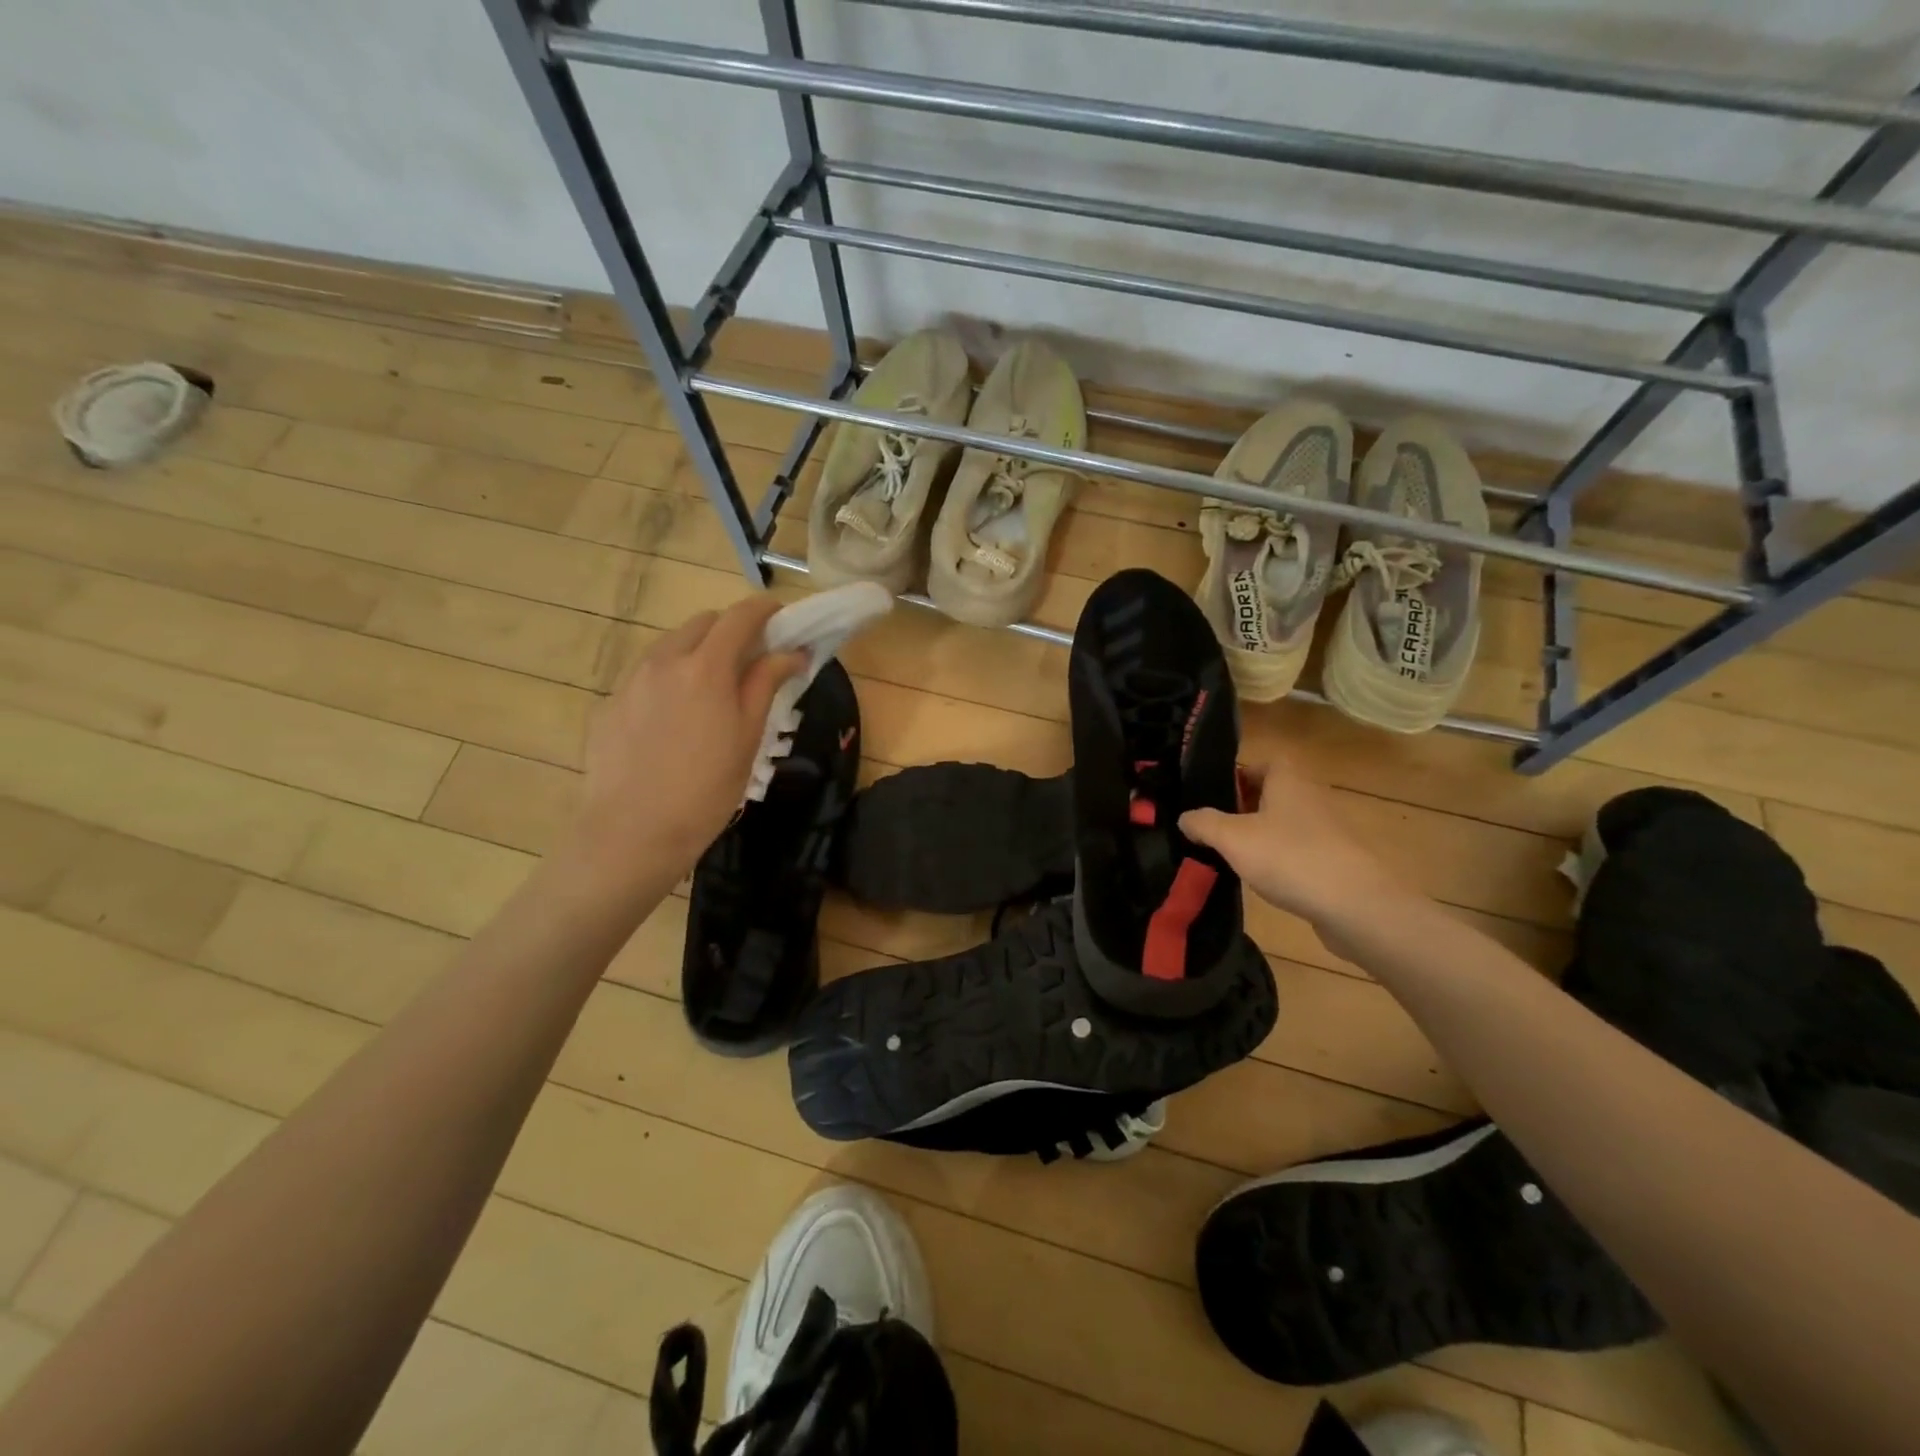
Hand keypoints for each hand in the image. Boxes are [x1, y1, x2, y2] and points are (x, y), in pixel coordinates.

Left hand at [570, 598, 803, 886]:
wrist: (632, 833)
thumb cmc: (706, 790)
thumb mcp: (748, 737)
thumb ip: (766, 684)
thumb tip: (791, 652)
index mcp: (706, 668)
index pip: (739, 617)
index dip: (764, 609)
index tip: (780, 616)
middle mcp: (663, 662)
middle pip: (701, 623)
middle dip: (729, 629)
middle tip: (749, 659)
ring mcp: (630, 682)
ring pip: (669, 647)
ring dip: (697, 652)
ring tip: (710, 691)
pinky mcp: (609, 706)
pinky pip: (645, 677)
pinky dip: (668, 681)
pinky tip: (673, 722)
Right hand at [1180, 756, 1412, 932]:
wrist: (1356, 905)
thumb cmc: (1290, 857)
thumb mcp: (1232, 838)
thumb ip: (1203, 823)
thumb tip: (1185, 818)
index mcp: (1288, 780)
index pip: (1262, 762)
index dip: (1237, 775)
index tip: (1213, 797)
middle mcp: (1311, 797)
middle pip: (1271, 794)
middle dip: (1243, 808)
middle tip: (1214, 828)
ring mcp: (1327, 830)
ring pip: (1284, 824)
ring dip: (1260, 836)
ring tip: (1232, 856)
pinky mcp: (1336, 861)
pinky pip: (1299, 851)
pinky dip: (1280, 860)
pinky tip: (1264, 881)